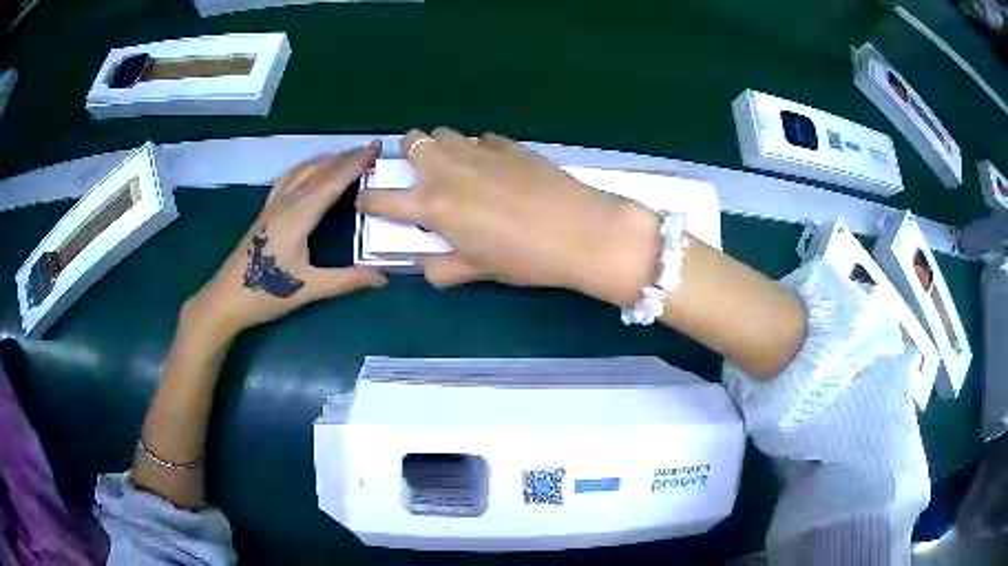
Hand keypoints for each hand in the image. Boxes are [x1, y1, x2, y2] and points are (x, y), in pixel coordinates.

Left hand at [183, 143, 387, 345]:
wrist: (226, 299)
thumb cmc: (266, 293)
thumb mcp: (309, 289)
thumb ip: (346, 280)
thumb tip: (384, 278)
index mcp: (298, 216)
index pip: (332, 181)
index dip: (355, 163)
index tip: (376, 148)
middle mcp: (286, 203)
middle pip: (319, 170)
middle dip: (346, 157)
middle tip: (370, 149)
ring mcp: (272, 205)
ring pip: (302, 171)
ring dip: (326, 159)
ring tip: (346, 156)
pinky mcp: (265, 212)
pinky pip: (288, 179)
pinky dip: (306, 167)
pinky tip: (310, 170)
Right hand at [356, 129, 659, 305]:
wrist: (581, 232)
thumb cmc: (525, 259)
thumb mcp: (478, 270)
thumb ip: (443, 267)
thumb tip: (425, 264)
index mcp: (435, 206)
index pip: (385, 200)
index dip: (369, 201)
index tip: (366, 201)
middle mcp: (450, 171)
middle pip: (414, 142)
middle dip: (408, 151)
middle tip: (420, 170)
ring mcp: (481, 152)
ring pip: (445, 133)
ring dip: (441, 145)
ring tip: (456, 165)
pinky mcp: (510, 145)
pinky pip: (482, 139)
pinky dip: (478, 149)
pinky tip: (494, 166)